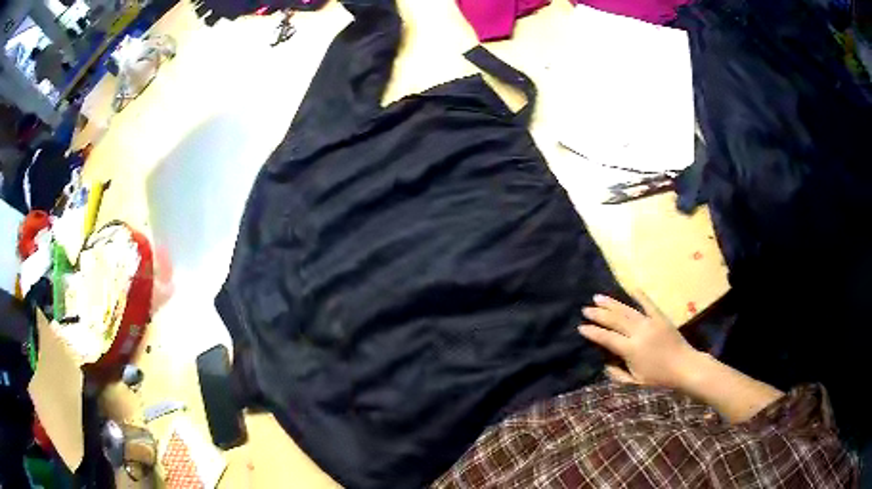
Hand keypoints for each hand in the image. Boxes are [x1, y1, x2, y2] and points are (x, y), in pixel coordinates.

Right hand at [579, 292, 701, 388]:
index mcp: (630, 349)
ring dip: (612, 303)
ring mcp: (650, 323)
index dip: (593, 332)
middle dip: (599, 314)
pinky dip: (639, 295)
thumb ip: (617, 374)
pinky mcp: (661, 318)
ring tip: (598, 297)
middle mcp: (638, 333)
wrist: (684, 367)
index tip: (581, 327)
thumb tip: (605, 364)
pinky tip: (630, 287)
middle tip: (586, 309)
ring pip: (627, 310)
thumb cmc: (659, 379)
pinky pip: (648, 304)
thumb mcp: (635, 383)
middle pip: (615, 320)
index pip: (607, 338)